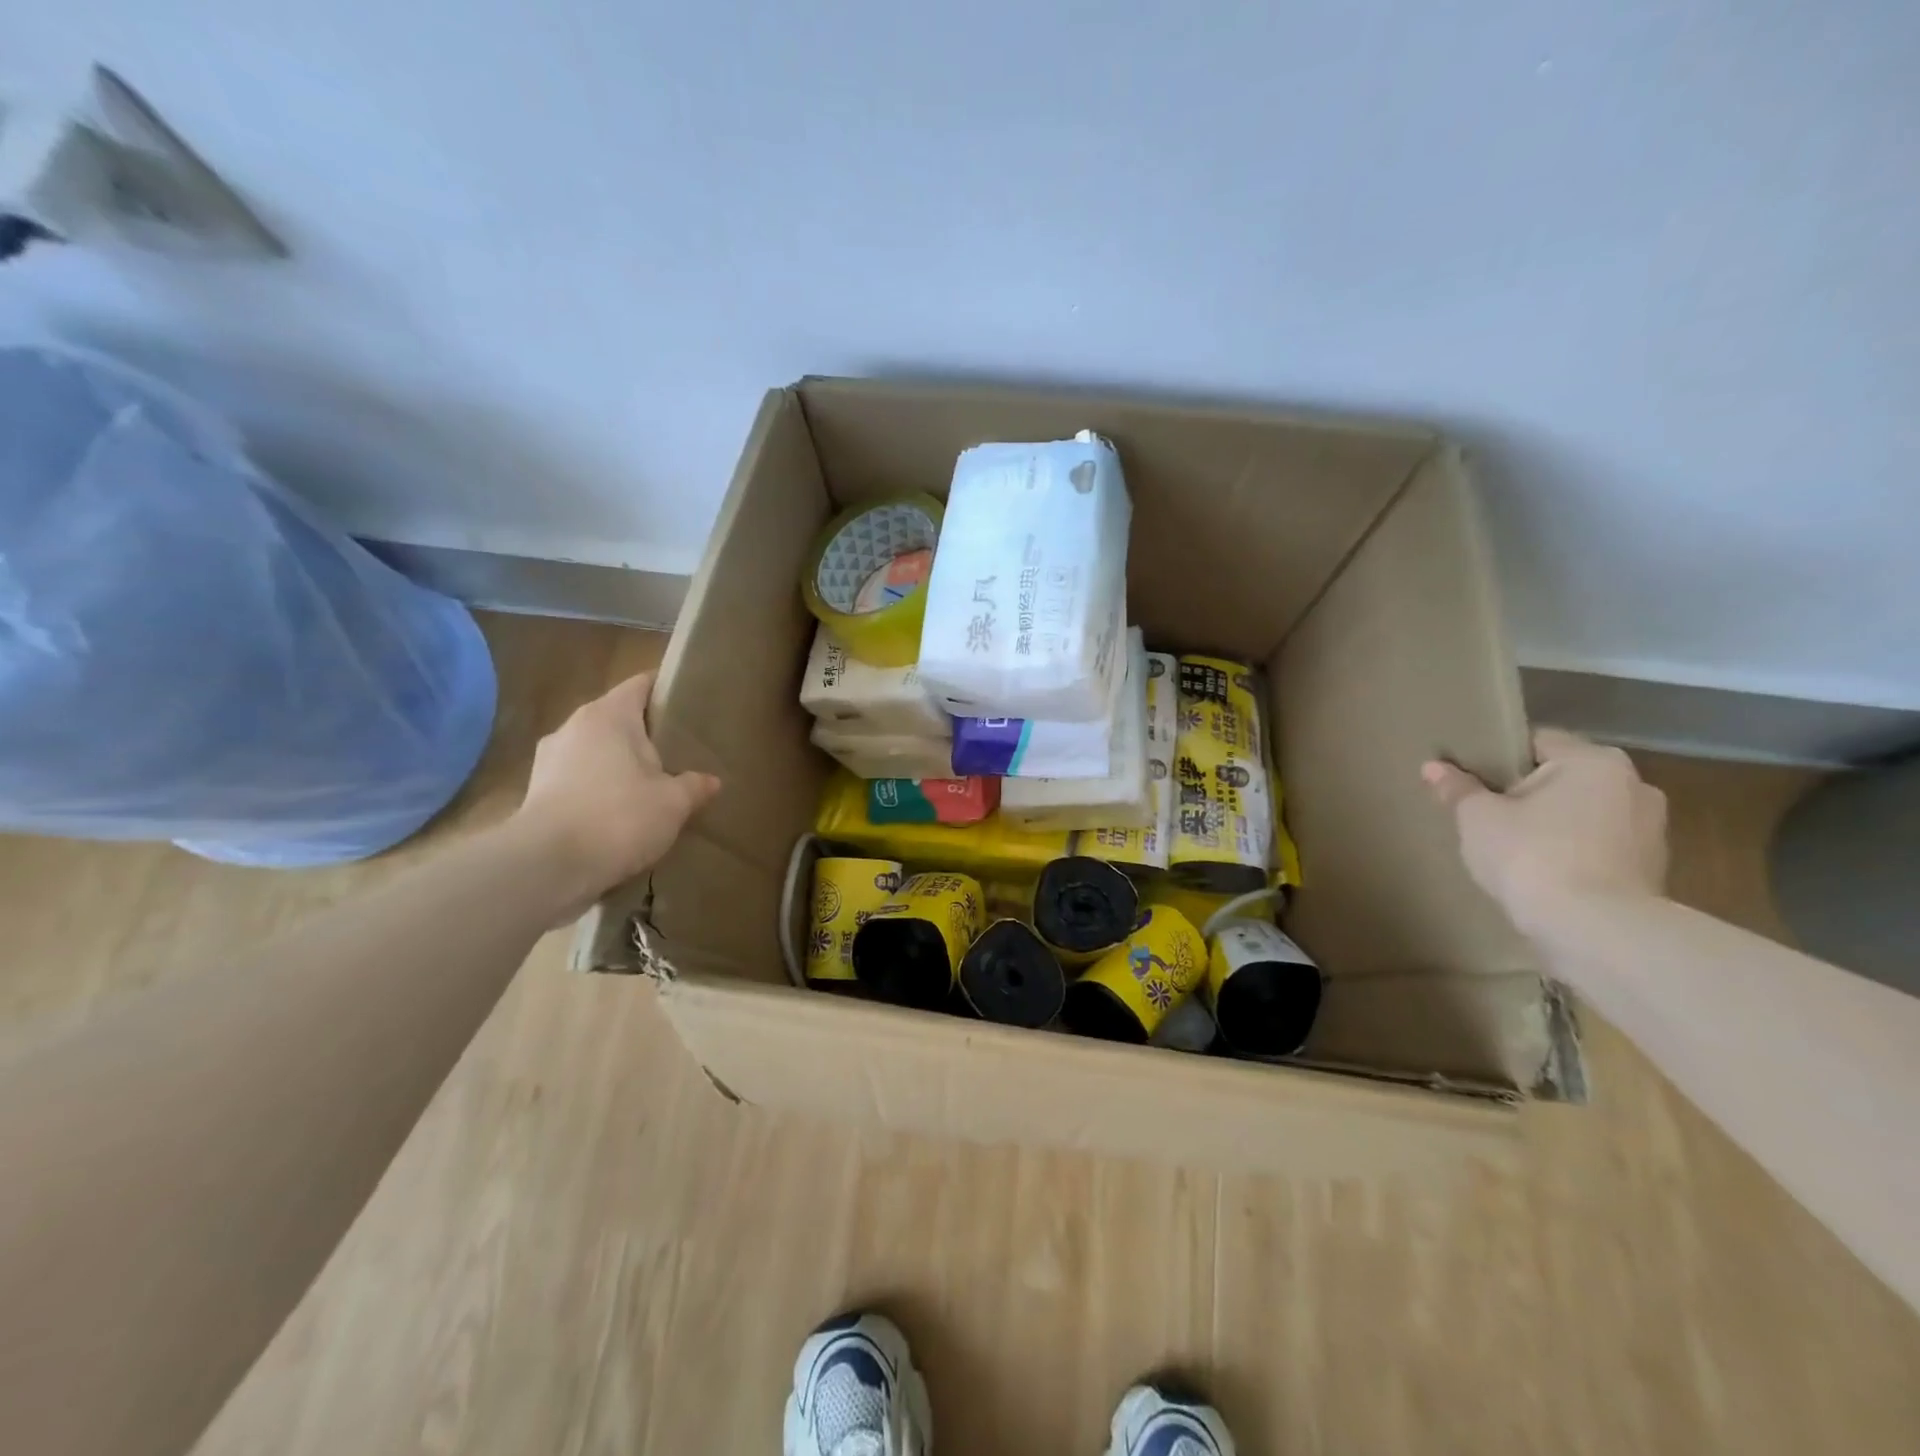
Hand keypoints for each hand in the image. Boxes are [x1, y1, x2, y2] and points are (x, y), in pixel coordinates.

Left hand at [513, 672, 721, 902]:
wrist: (547, 866)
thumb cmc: (618, 817)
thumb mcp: (673, 803)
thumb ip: (694, 786)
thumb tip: (710, 781)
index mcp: (609, 715)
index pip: (641, 684)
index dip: (666, 690)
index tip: (690, 704)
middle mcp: (574, 726)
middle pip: (617, 718)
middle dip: (645, 733)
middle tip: (678, 753)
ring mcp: (549, 759)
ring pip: (595, 750)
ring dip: (618, 764)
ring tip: (648, 787)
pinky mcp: (535, 792)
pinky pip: (577, 779)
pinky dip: (597, 790)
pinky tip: (617, 815)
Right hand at [1422, 728, 1667, 940]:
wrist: (1594, 930)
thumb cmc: (1532, 855)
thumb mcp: (1477, 818)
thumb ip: (1457, 789)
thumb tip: (1433, 766)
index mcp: (1594, 761)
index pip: (1537, 741)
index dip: (1498, 756)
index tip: (1471, 778)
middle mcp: (1634, 785)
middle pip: (1564, 778)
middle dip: (1529, 792)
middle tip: (1487, 813)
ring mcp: (1651, 830)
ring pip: (1584, 814)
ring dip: (1555, 825)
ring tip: (1514, 848)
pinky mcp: (1653, 870)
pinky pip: (1600, 848)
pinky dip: (1574, 854)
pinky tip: (1542, 874)